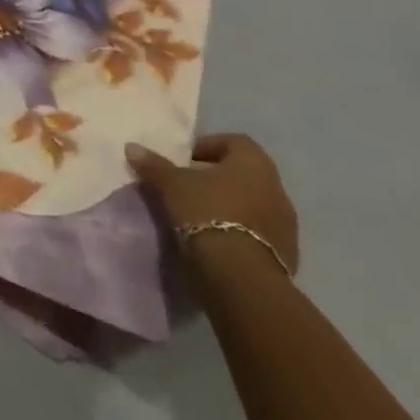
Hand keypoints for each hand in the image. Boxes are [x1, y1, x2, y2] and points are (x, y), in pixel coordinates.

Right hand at [127, 134, 299, 276]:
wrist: (241, 277)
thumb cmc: (207, 213)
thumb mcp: (171, 184)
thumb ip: (154, 165)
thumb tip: (132, 148)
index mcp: (254, 164)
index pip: (235, 142)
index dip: (209, 146)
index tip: (186, 160)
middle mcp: (277, 189)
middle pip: (245, 174)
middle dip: (218, 178)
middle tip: (190, 187)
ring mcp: (287, 226)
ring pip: (254, 205)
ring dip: (231, 206)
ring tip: (201, 216)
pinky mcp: (287, 256)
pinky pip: (260, 233)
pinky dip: (241, 232)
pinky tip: (218, 241)